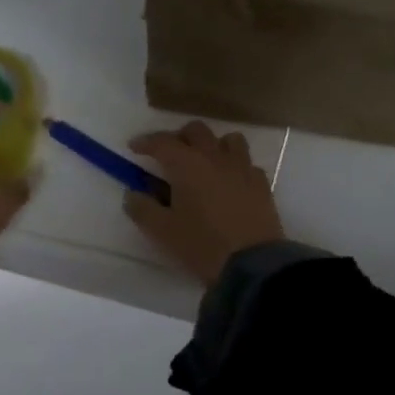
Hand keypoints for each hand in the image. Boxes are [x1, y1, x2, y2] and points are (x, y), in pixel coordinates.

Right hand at [124, 120, 284, 286]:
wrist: (252, 264)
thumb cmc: (202, 245)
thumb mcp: (162, 231)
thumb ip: (142, 209)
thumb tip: (132, 194)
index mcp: (187, 164)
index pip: (162, 142)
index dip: (146, 142)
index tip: (134, 148)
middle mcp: (215, 157)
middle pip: (196, 130)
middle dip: (179, 137)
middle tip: (168, 155)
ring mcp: (243, 168)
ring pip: (228, 139)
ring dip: (212, 145)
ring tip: (203, 164)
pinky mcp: (262, 184)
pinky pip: (246, 163)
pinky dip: (233, 166)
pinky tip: (229, 184)